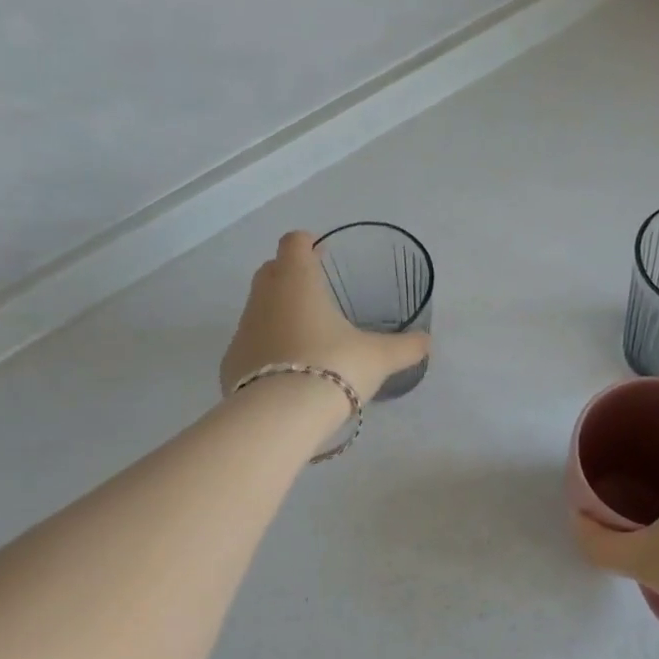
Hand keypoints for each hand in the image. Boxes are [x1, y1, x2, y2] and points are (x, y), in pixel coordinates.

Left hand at [220, 231, 431, 404]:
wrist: (281, 415)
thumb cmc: (334, 366)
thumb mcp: (378, 357)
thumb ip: (404, 347)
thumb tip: (427, 342)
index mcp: (297, 281)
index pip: (294, 242)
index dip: (307, 243)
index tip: (321, 253)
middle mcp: (264, 297)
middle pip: (271, 270)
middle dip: (290, 274)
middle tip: (316, 292)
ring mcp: (243, 329)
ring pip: (258, 308)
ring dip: (277, 313)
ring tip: (306, 336)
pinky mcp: (231, 362)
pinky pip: (250, 344)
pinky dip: (265, 348)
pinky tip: (286, 371)